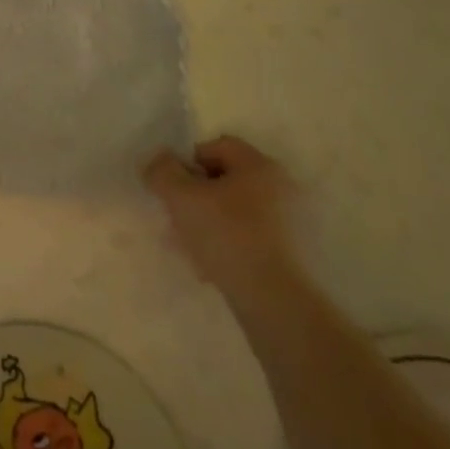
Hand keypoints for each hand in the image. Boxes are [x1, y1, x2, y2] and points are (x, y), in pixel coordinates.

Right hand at [144, 136, 300, 299]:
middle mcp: (280, 188)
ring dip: (208, 223)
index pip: (215, 146)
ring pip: (234, 212)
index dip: (187, 162)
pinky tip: (210, 268)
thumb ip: (162, 170)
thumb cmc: (228, 235)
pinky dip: (228, 246)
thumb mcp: (181, 197)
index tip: (173, 189)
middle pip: (224, 180)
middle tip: (177, 218)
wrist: (276, 302)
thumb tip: (158, 162)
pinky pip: (249, 238)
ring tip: (188, 247)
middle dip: (195, 196)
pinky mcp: (292, 256)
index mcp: (259, 165)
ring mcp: (290, 224)